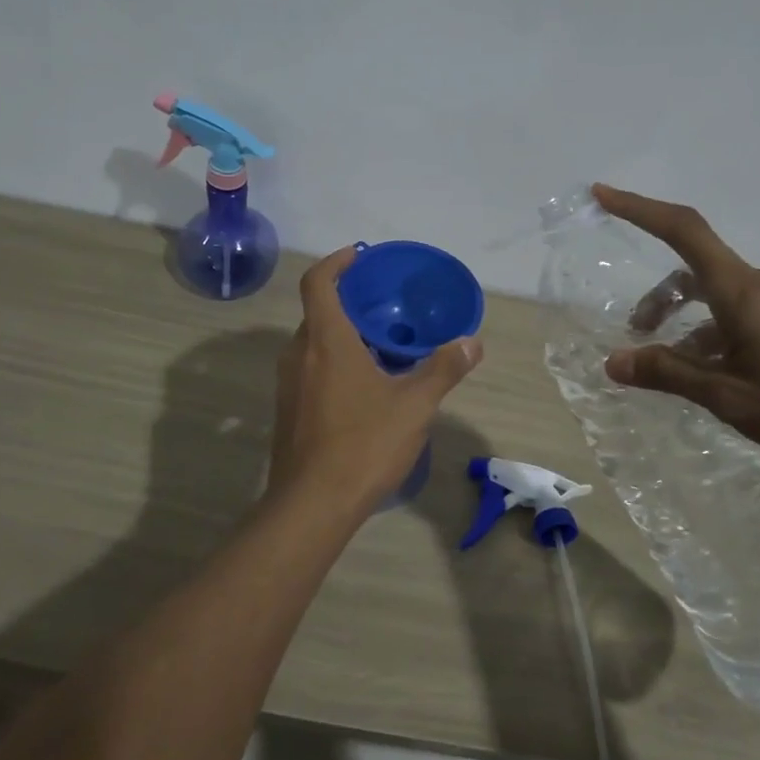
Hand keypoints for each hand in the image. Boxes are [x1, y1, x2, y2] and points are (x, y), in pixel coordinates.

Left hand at [267, 247, 483, 514]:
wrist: (312, 504)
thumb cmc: (363, 444)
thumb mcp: (414, 406)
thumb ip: (443, 369)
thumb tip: (472, 342)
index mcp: (325, 341)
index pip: (317, 282)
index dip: (336, 262)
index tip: (358, 255)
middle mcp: (298, 355)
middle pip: (317, 312)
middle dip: (347, 302)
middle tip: (383, 307)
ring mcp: (287, 385)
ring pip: (313, 345)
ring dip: (341, 336)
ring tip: (379, 347)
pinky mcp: (287, 411)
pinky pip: (309, 371)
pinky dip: (332, 363)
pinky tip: (363, 389)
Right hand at [593, 184, 759, 463]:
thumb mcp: (730, 397)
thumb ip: (670, 374)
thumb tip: (613, 361)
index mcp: (742, 292)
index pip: (683, 231)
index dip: (640, 208)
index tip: (603, 194)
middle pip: (697, 271)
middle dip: (660, 298)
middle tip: (640, 336)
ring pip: (722, 295)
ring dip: (691, 321)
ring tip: (682, 367)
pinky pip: (748, 310)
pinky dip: (720, 331)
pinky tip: (725, 373)